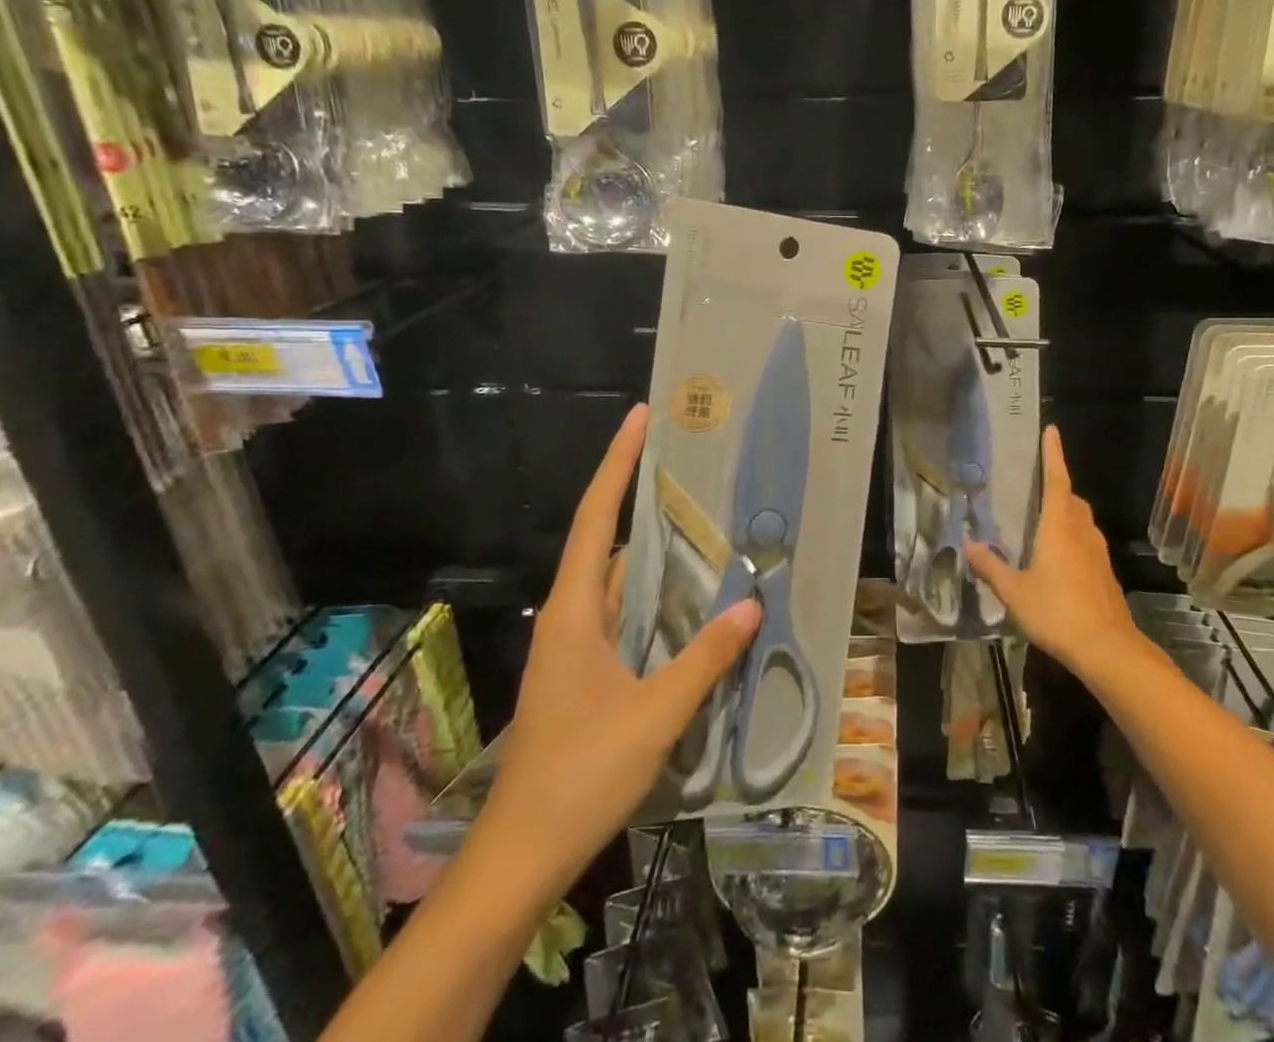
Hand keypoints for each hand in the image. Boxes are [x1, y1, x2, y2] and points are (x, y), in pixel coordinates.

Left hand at [489, 404, 760, 876]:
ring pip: (618, 580)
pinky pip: (624, 614)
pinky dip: (655, 596)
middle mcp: (571, 615)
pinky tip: (691, 600)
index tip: (641, 418)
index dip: (618, 463)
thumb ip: (704, 658)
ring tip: (703, 521)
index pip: (596, 517)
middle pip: (606, 538)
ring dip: (654, 551)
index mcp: (574, 610)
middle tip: (691, 465)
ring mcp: (576, 646)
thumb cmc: (580, 775)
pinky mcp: (586, 672)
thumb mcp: (654, 714)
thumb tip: (751, 605)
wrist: (522, 855)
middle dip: (642, 497)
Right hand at [965, 426, 1135, 677]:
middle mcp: (1081, 533)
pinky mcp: (1105, 575)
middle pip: (1072, 499)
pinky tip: (1058, 561)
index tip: (1051, 430)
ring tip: (1044, 523)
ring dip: (1066, 514)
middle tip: (1037, 487)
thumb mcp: (1014, 592)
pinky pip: (1087, 544)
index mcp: (1058, 527)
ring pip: (1082, 521)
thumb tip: (968, 544)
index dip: (1053, 454)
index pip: (1056, 480)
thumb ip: (990, 567)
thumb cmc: (1057, 612)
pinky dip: (1073, 539)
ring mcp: (1098, 554)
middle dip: (1057, 487)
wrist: (1107, 649)